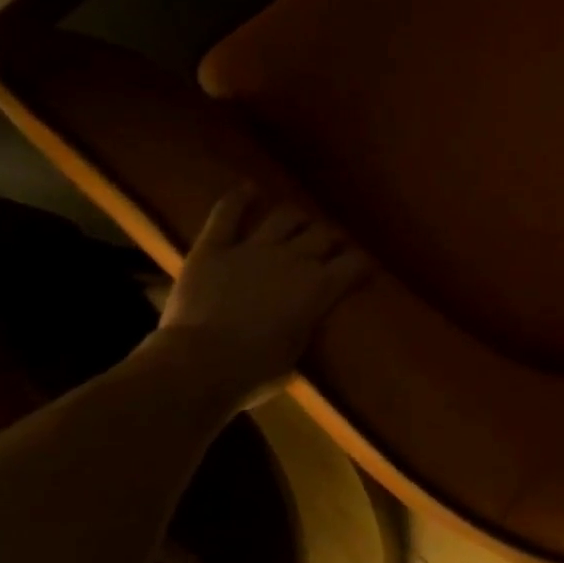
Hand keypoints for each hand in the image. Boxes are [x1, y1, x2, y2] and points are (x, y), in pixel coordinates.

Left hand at [155, 188, 370, 400]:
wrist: (199, 366)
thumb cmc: (255, 372)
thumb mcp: (297, 354)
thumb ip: (306, 328)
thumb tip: (305, 323)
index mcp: (320, 287)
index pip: (355, 263)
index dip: (362, 263)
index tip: (364, 267)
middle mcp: (294, 259)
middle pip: (323, 234)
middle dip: (331, 238)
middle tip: (331, 245)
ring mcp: (253, 249)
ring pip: (284, 218)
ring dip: (295, 217)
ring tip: (298, 221)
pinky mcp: (214, 248)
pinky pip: (227, 215)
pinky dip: (239, 199)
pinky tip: (249, 190)